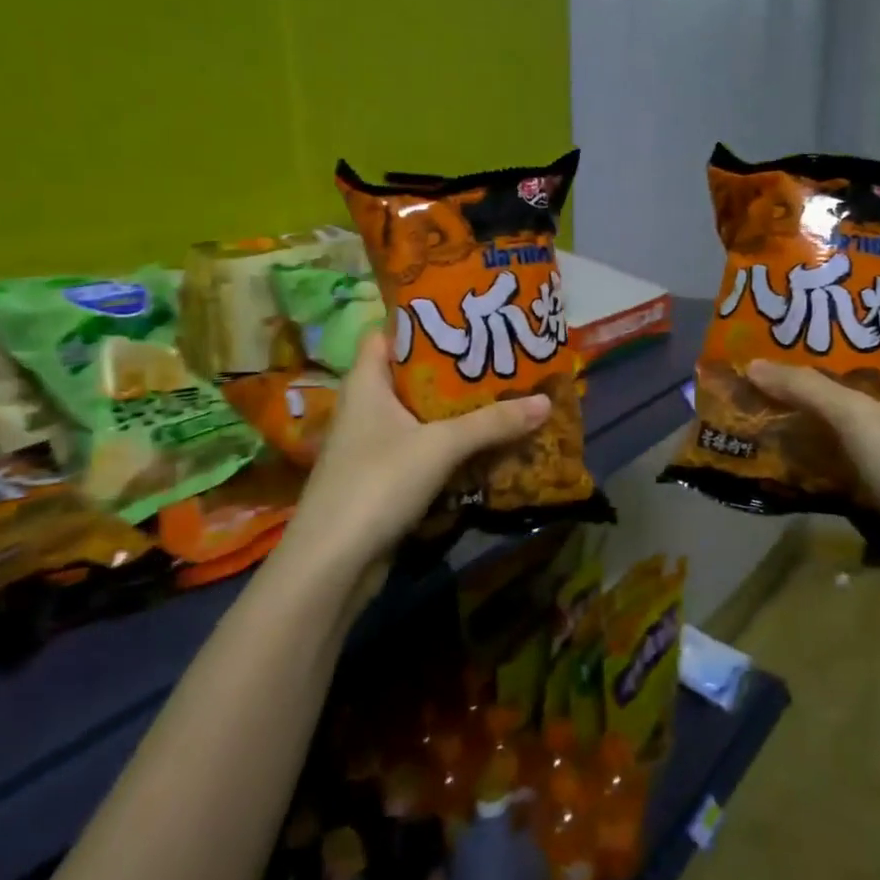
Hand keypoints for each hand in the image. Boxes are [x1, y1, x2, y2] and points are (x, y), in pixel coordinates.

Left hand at [278, 330, 549, 588]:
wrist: (334, 562)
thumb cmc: (378, 482)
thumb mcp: (440, 445)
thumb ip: (492, 422)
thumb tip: (545, 401)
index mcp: (366, 382)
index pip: (389, 334)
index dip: (424, 321)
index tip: (468, 317)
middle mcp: (366, 407)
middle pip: (412, 376)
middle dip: (455, 370)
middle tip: (501, 358)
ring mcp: (373, 445)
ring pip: (421, 417)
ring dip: (458, 412)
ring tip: (505, 396)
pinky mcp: (383, 479)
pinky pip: (423, 450)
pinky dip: (451, 446)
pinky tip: (486, 445)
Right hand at [747, 343, 879, 567]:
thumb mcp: (856, 416)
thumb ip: (806, 388)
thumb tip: (753, 364)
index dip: (862, 336)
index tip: (817, 330)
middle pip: (866, 390)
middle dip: (823, 380)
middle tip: (775, 370)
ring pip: (852, 432)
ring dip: (816, 424)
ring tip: (768, 409)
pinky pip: (847, 470)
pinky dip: (820, 465)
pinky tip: (785, 460)